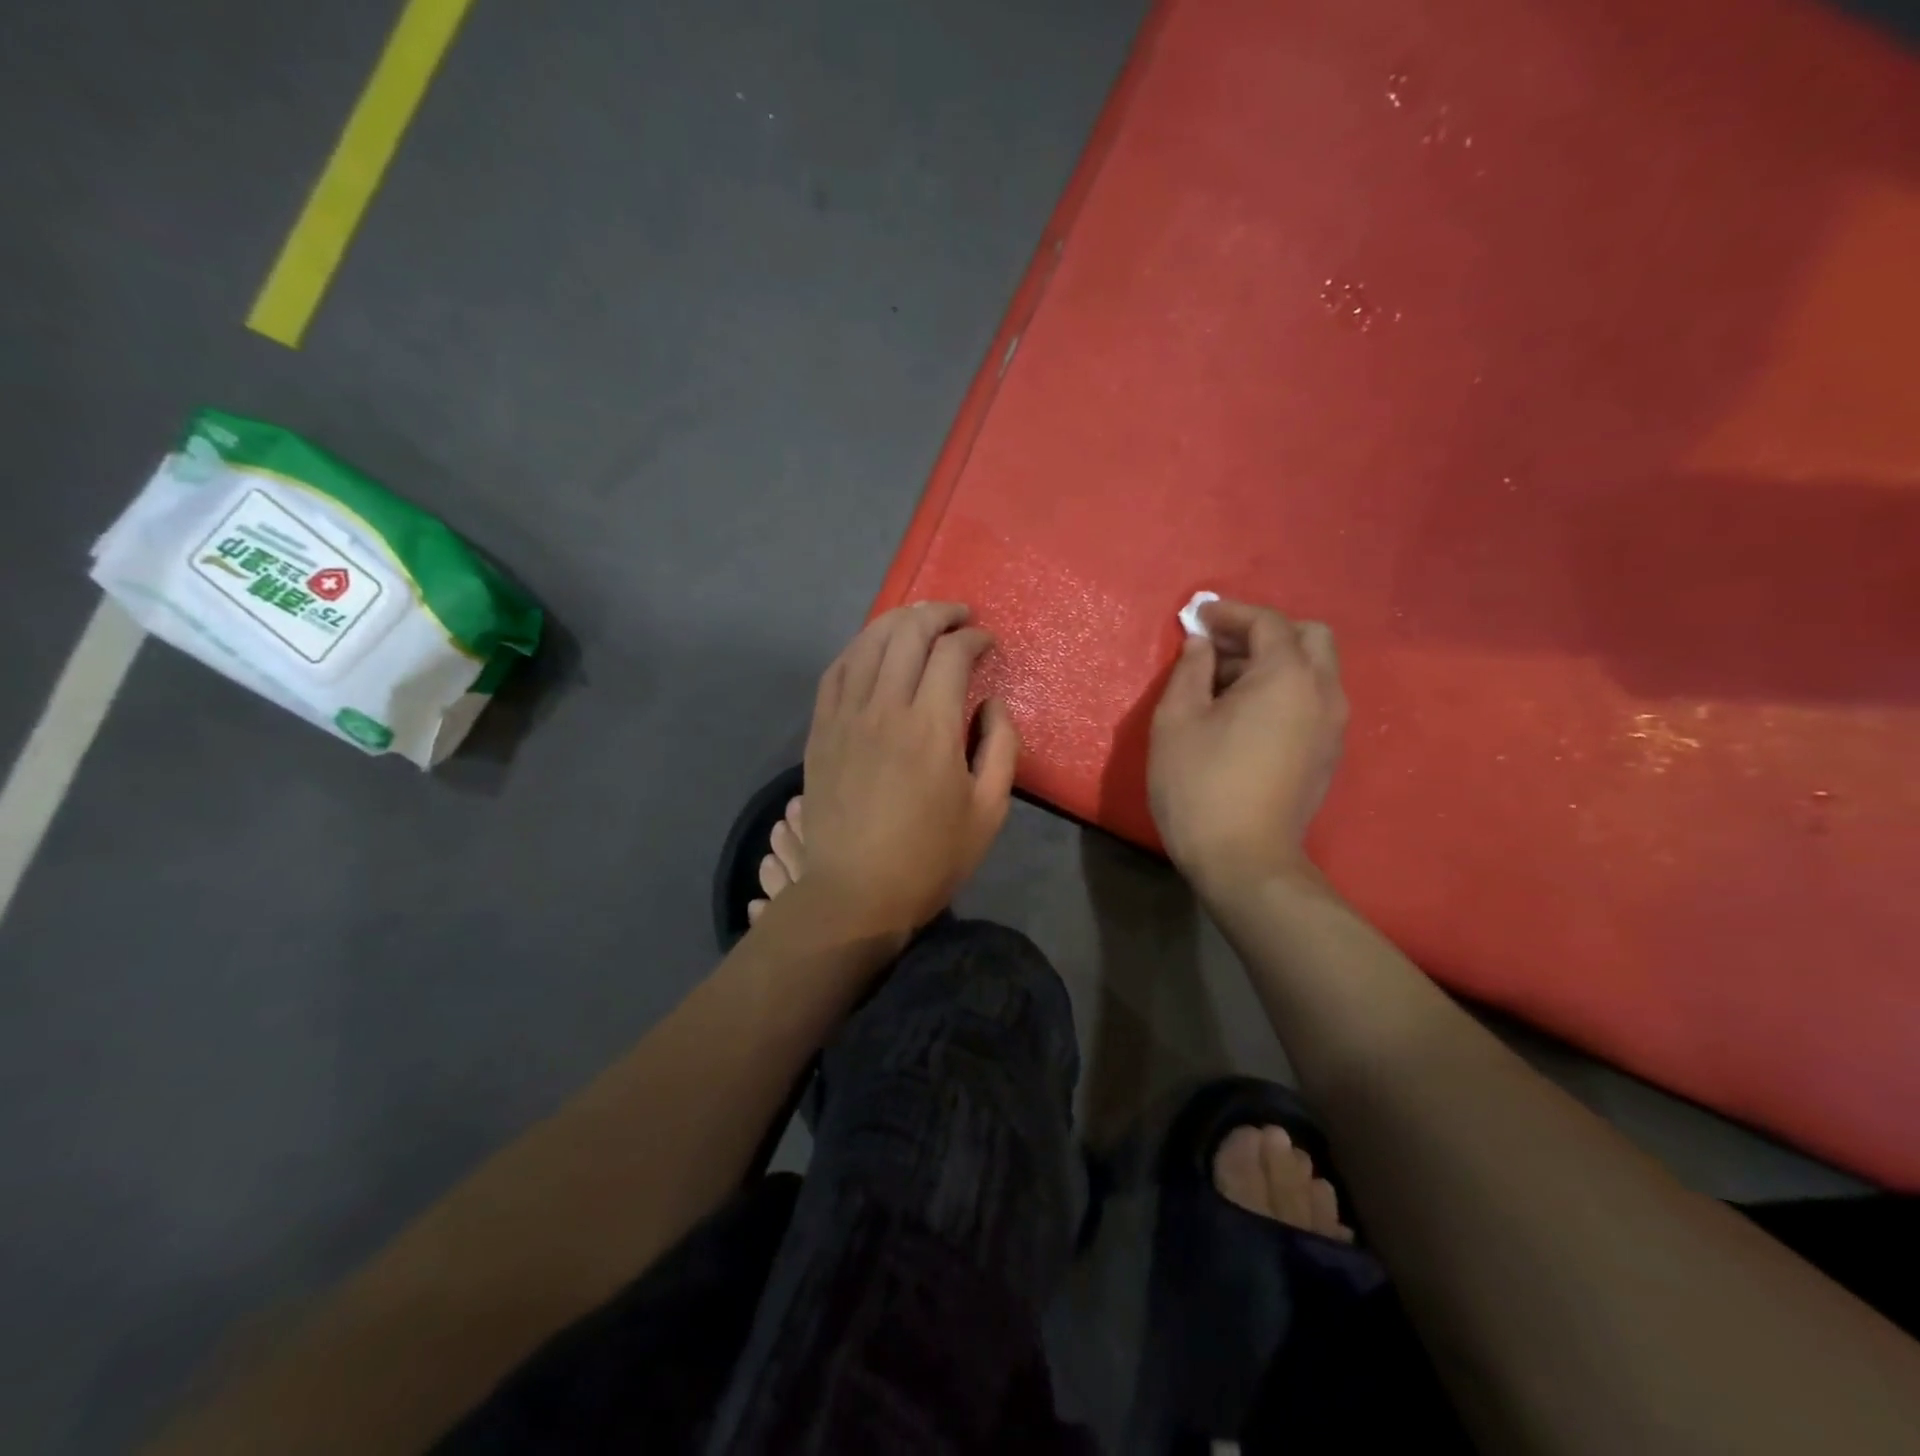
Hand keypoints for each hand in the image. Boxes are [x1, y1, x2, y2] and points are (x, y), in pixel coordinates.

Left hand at [797, 601, 1019, 938]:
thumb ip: (1002, 747)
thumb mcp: (989, 810)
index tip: (988, 643)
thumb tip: (992, 703)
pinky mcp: (821, 730)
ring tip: (919, 619)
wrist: (855, 893)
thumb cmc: (930, 858)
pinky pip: (836, 670)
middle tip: (959, 616)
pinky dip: (859, 648)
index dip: (975, 639)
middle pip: (908, 633)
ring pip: (868, 643)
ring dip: (897, 621)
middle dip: (938, 613)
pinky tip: (872, 647)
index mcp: (931, 727)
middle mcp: (885, 708)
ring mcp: (846, 716)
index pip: (952, 654)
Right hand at [1149, 600, 1346, 896]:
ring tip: (1226, 684)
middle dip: (1263, 632)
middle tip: (1220, 649)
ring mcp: (1333, 727)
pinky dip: (1286, 690)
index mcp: (1286, 677)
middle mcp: (1323, 693)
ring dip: (1275, 662)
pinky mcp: (1329, 754)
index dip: (1230, 613)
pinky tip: (1247, 715)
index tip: (1198, 618)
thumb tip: (1201, 645)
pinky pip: (1314, 700)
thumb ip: (1189, 671)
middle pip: (1308, 637)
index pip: (1267, 623)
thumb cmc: (1200, 785)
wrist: (1244, 861)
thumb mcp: (1177, 720)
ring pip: (1315, 670)